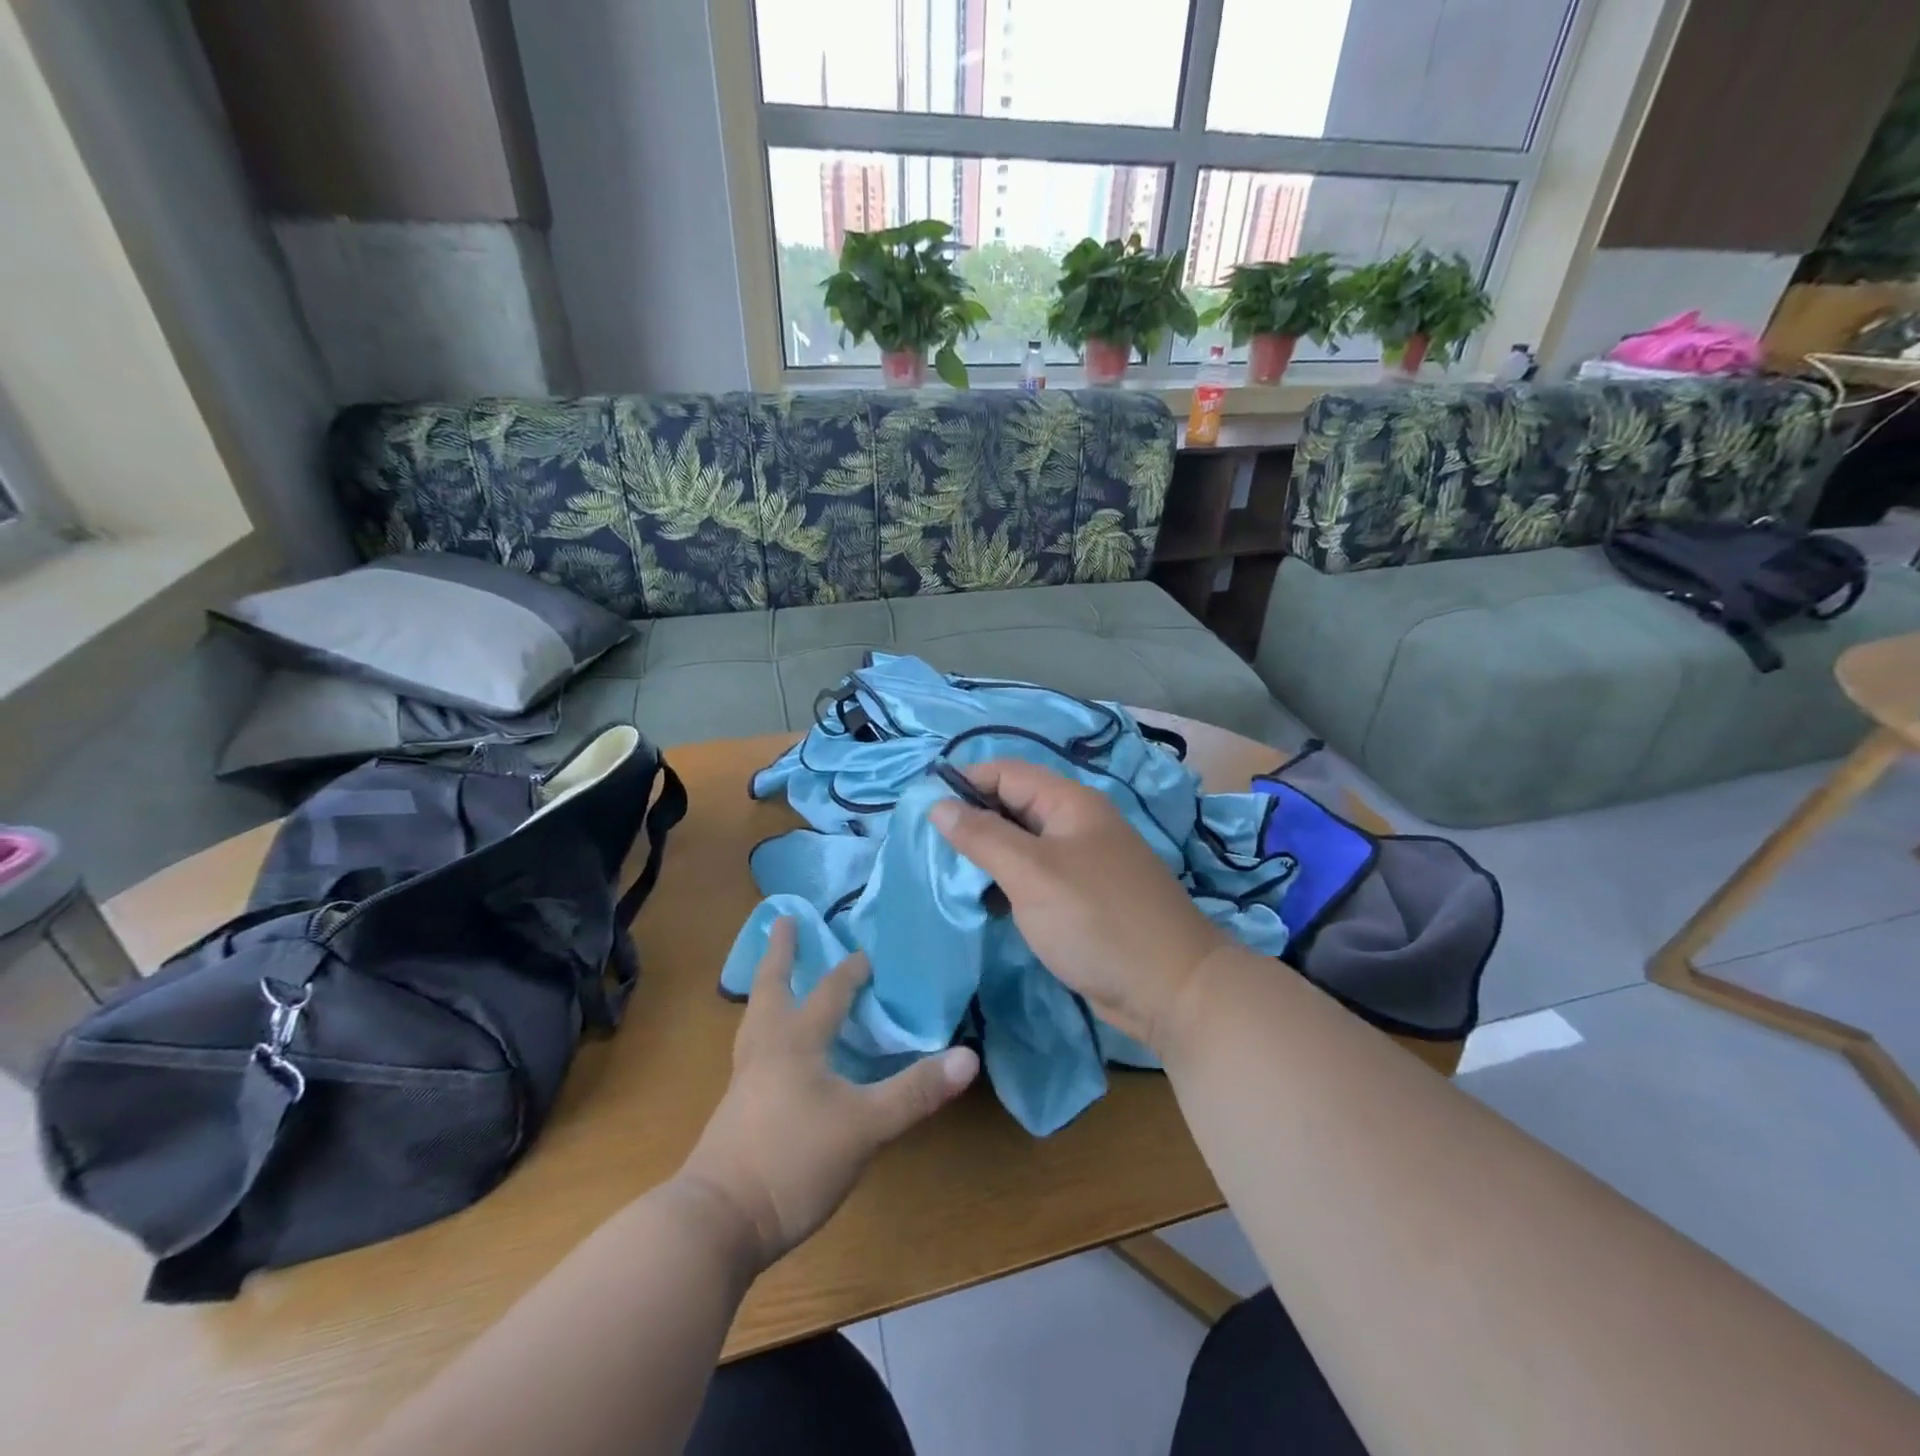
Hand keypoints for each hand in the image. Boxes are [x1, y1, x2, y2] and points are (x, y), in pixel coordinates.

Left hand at [678, 918, 979, 1268]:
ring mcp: (744, 1080)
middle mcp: (765, 1049)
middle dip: (780, 953)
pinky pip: (753, 1048)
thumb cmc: (791, 1160)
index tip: (867, 952)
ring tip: (774, 976)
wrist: (716, 1223)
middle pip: (771, 987)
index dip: (851, 971)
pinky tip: (774, 1049)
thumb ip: (914, 1092)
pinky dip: (765, 1027)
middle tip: (783, 920)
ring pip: (756, 1018)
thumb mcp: (864, 1127)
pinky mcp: (736, 1110)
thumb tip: (968, 1057)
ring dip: (768, 988)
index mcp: (795, 1041)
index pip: (829, 992)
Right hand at [930, 760, 1231, 1057]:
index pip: (1006, 772)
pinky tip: (984, 903)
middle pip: (1013, 806)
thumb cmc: (1097, 921)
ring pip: (1023, 845)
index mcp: (1070, 803)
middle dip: (972, 822)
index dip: (964, 783)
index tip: (923, 811)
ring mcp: (1083, 863)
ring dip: (987, 856)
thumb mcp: (1032, 874)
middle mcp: (1077, 824)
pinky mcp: (1083, 898)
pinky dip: (1008, 884)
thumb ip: (983, 836)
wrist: (1172, 989)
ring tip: (948, 878)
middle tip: (930, 850)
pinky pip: (1036, 878)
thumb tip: (939, 805)